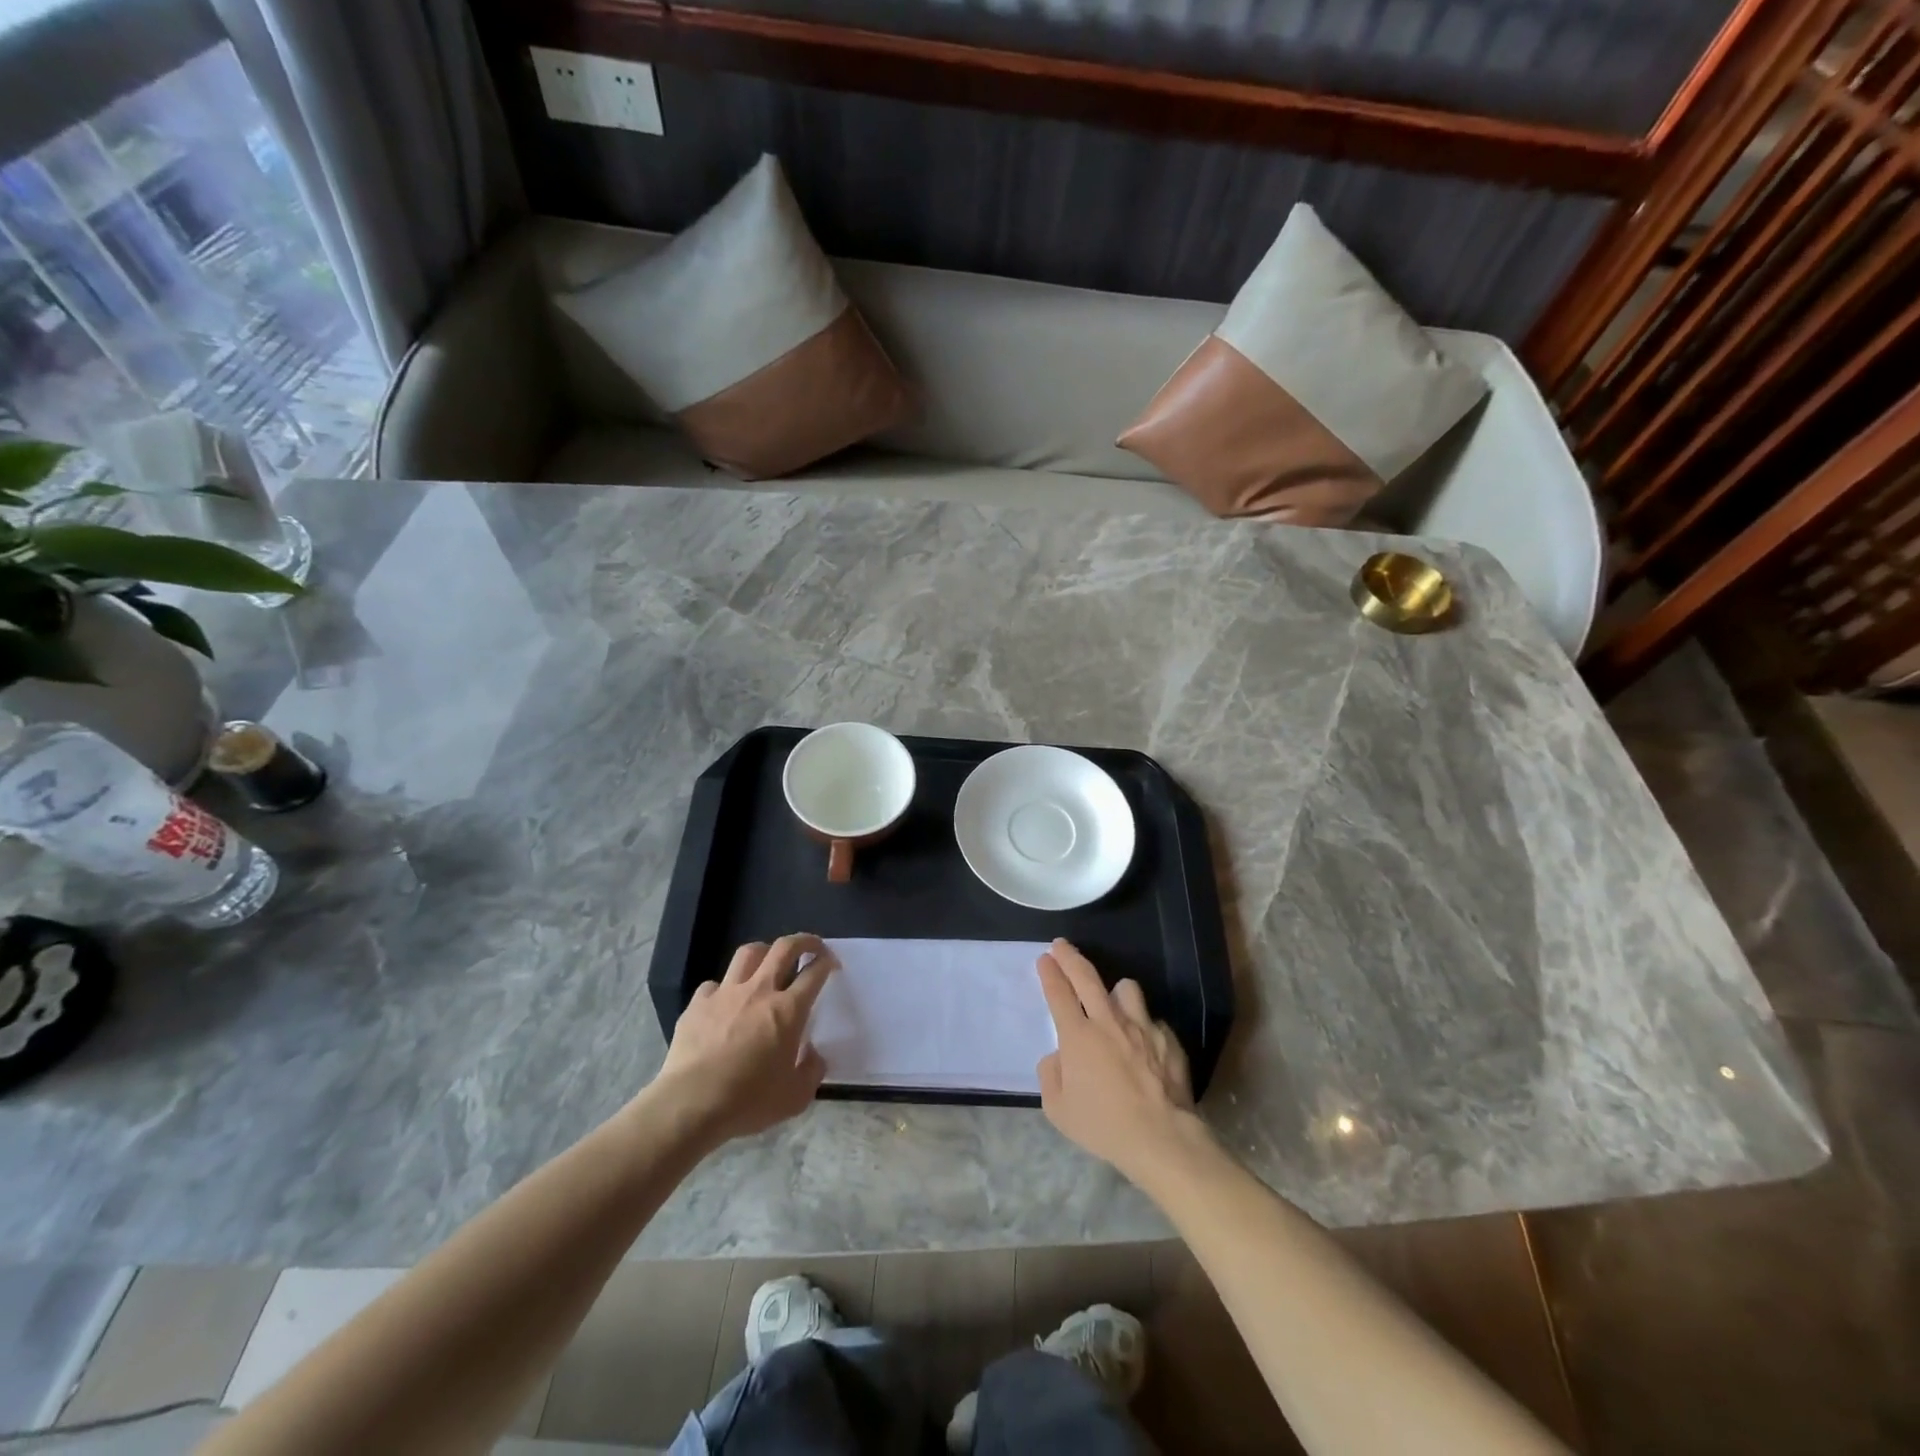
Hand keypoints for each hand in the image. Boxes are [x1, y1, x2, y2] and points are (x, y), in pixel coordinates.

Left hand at [656, 935, 835, 1144]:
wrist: (691, 1104)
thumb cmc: (748, 1100)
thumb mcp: (795, 1097)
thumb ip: (812, 1071)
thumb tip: (813, 1055)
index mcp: (788, 1010)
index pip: (814, 972)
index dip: (827, 962)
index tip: (831, 964)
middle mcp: (759, 991)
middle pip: (784, 948)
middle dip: (803, 941)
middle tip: (810, 947)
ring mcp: (726, 993)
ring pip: (748, 953)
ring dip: (763, 952)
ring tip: (767, 961)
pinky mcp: (698, 1003)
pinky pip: (714, 984)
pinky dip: (723, 988)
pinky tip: (724, 1002)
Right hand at [1036, 938, 1205, 1182]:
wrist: (1162, 1138)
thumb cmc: (1104, 1125)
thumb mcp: (1058, 1109)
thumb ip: (1050, 1076)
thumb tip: (1058, 1057)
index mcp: (1078, 1036)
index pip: (1059, 992)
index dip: (1050, 972)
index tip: (1045, 958)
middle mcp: (1109, 1021)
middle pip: (1087, 977)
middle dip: (1070, 957)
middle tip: (1061, 946)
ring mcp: (1142, 1027)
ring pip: (1126, 989)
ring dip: (1115, 991)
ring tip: (1112, 1001)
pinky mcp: (1168, 1039)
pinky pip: (1151, 1021)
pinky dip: (1143, 1026)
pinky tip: (1143, 1044)